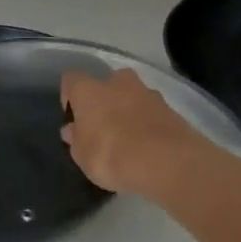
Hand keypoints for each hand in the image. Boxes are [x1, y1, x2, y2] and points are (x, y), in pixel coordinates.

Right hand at [59, 68, 215, 196]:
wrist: (167, 161)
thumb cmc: (112, 155)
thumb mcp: (83, 156)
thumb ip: (76, 139)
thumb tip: (72, 130)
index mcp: (89, 90)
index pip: (71, 79)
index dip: (69, 96)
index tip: (73, 118)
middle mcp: (118, 82)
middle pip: (106, 83)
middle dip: (104, 100)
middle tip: (102, 126)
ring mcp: (148, 92)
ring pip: (132, 95)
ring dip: (128, 110)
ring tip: (127, 139)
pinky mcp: (170, 108)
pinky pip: (151, 111)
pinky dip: (147, 123)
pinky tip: (147, 145)